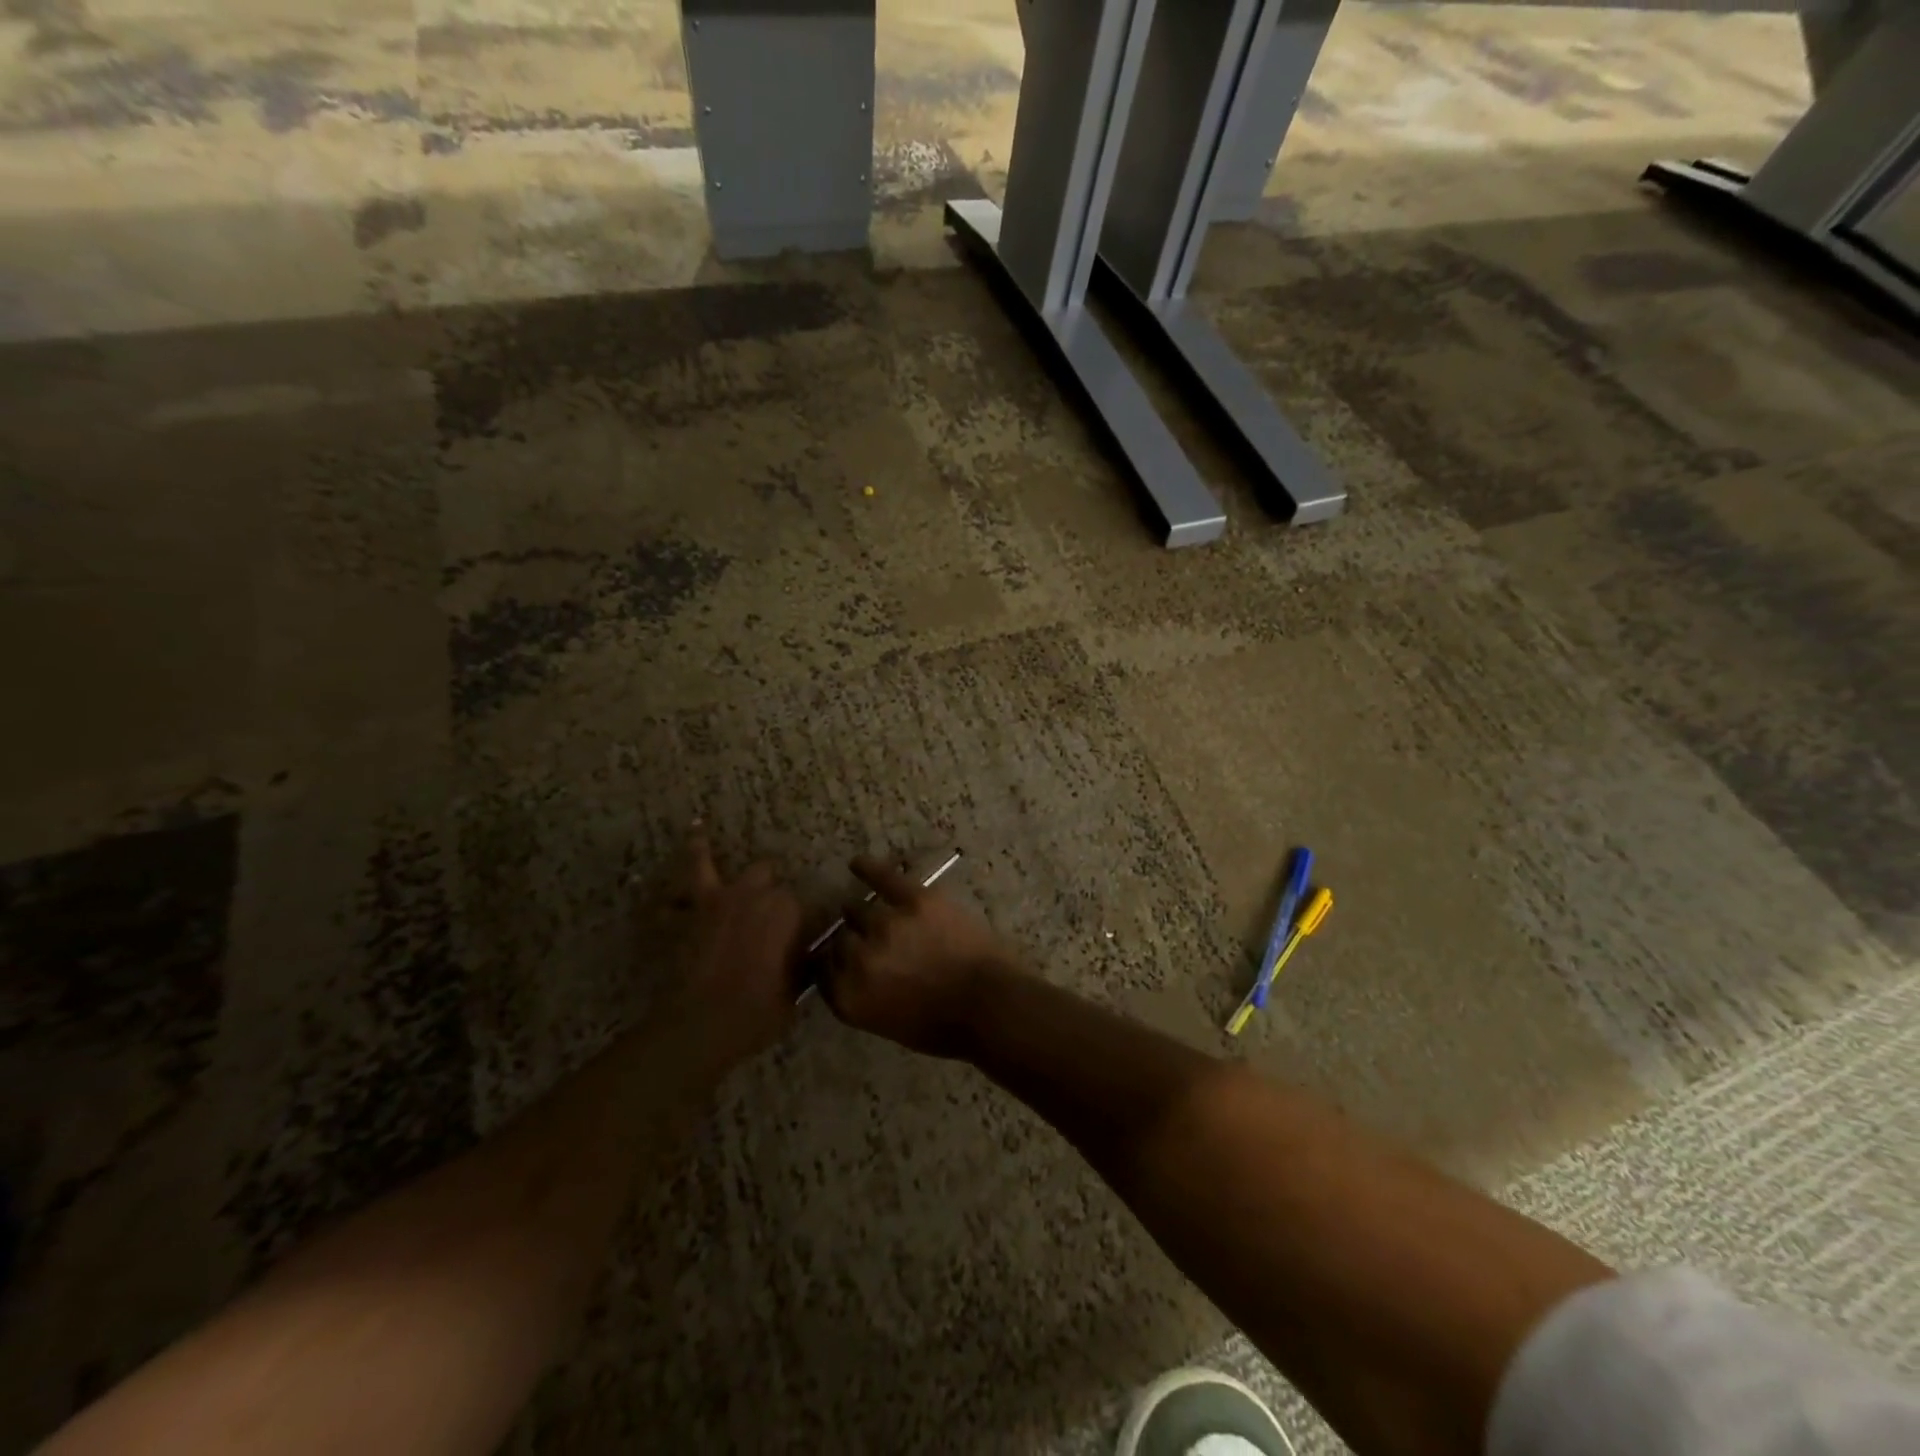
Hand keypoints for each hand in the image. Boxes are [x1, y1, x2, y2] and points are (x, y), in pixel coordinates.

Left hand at [661, 826, 805, 1067]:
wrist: (704, 1025)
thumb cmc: (761, 1009)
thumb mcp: (797, 989)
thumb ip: (802, 962)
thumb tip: (807, 953)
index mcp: (786, 909)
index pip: (801, 902)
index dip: (801, 918)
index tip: (804, 934)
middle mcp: (750, 894)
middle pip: (763, 872)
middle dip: (767, 882)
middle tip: (768, 900)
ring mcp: (710, 903)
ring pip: (704, 864)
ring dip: (700, 849)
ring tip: (696, 830)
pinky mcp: (680, 919)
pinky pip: (667, 904)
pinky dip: (665, 902)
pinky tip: (654, 892)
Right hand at [822, 855, 1020, 1056]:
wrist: (990, 1004)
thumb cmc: (944, 1027)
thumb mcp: (888, 1024)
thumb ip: (863, 996)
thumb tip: (853, 974)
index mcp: (849, 997)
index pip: (823, 972)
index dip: (834, 964)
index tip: (842, 961)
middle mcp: (858, 959)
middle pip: (841, 939)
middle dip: (852, 941)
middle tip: (868, 942)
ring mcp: (885, 925)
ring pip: (859, 910)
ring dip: (863, 914)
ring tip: (870, 913)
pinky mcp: (914, 899)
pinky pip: (883, 878)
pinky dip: (868, 868)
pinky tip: (858, 863)